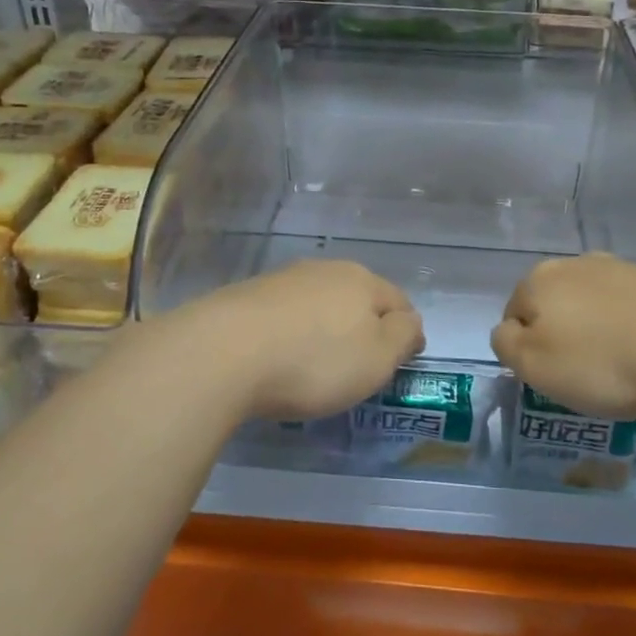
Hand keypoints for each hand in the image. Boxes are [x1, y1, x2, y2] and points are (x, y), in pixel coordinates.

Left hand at [160, 259, 423, 420]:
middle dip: (363, 326)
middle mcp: (326, 270)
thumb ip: (403, 336)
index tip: (400, 361)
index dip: (405, 331)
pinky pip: (285, 314)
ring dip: (324, 327)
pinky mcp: (249, 295)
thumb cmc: (314, 360)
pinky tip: (279, 356)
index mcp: (363, 281)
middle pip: (358, 297)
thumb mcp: (377, 359)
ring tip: (316, 363)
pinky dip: (291, 332)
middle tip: (358, 365)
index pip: (399, 301)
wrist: (225, 351)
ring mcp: (285, 279)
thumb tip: (410, 322)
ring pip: (319, 303)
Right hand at [491, 254, 635, 417]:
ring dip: (597, 335)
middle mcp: (572, 265)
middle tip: (584, 378)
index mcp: (536, 281)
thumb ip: (506, 345)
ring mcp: (617, 268)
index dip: (527, 353)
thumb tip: (508, 330)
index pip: (512, 317)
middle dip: (562, 339)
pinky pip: (627, 311)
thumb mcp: (534, 365)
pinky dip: (630, 332)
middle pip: (553, 308)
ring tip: (621, 370)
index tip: (553, 380)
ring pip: (591, 308)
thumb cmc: (603, 360)